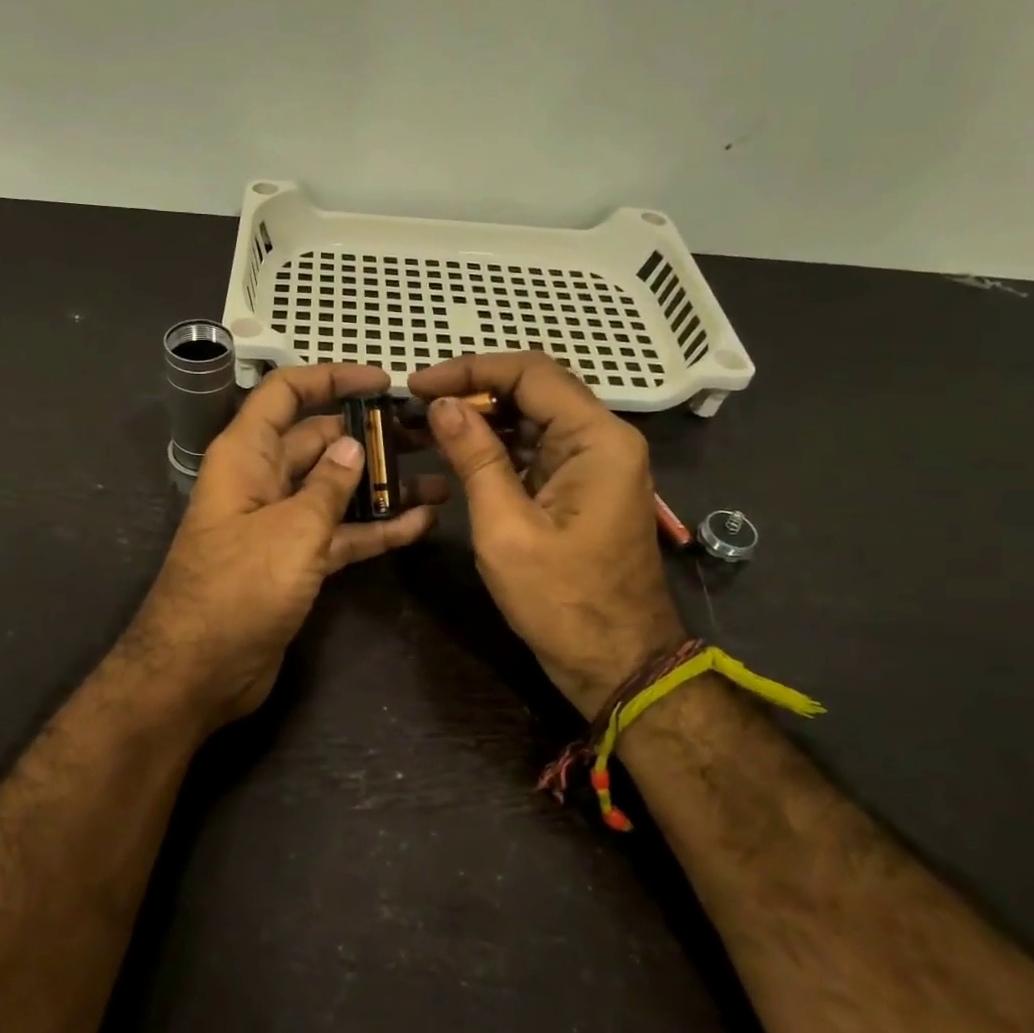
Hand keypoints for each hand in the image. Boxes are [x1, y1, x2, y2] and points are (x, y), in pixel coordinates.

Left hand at [129, 364, 444, 730]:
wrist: (200, 671)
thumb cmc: (239, 588)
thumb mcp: (291, 530)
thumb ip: (328, 485)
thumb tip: (352, 446)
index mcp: (246, 456)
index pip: (286, 394)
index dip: (332, 379)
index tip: (383, 382)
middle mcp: (262, 481)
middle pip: (318, 441)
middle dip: (369, 435)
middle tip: (427, 435)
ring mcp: (280, 524)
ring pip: (335, 490)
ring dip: (381, 484)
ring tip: (439, 478)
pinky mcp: (295, 562)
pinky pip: (340, 533)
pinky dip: (375, 528)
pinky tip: (421, 523)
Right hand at [408, 353, 683, 718]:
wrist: (617, 663)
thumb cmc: (562, 601)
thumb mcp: (506, 528)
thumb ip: (475, 458)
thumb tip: (442, 405)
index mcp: (597, 439)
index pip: (530, 373)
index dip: (470, 370)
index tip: (418, 385)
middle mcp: (603, 439)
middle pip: (534, 389)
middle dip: (473, 391)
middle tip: (416, 404)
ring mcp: (595, 463)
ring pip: (533, 418)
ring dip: (482, 418)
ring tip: (426, 424)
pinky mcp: (581, 487)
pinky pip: (537, 450)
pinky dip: (497, 447)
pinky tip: (458, 452)